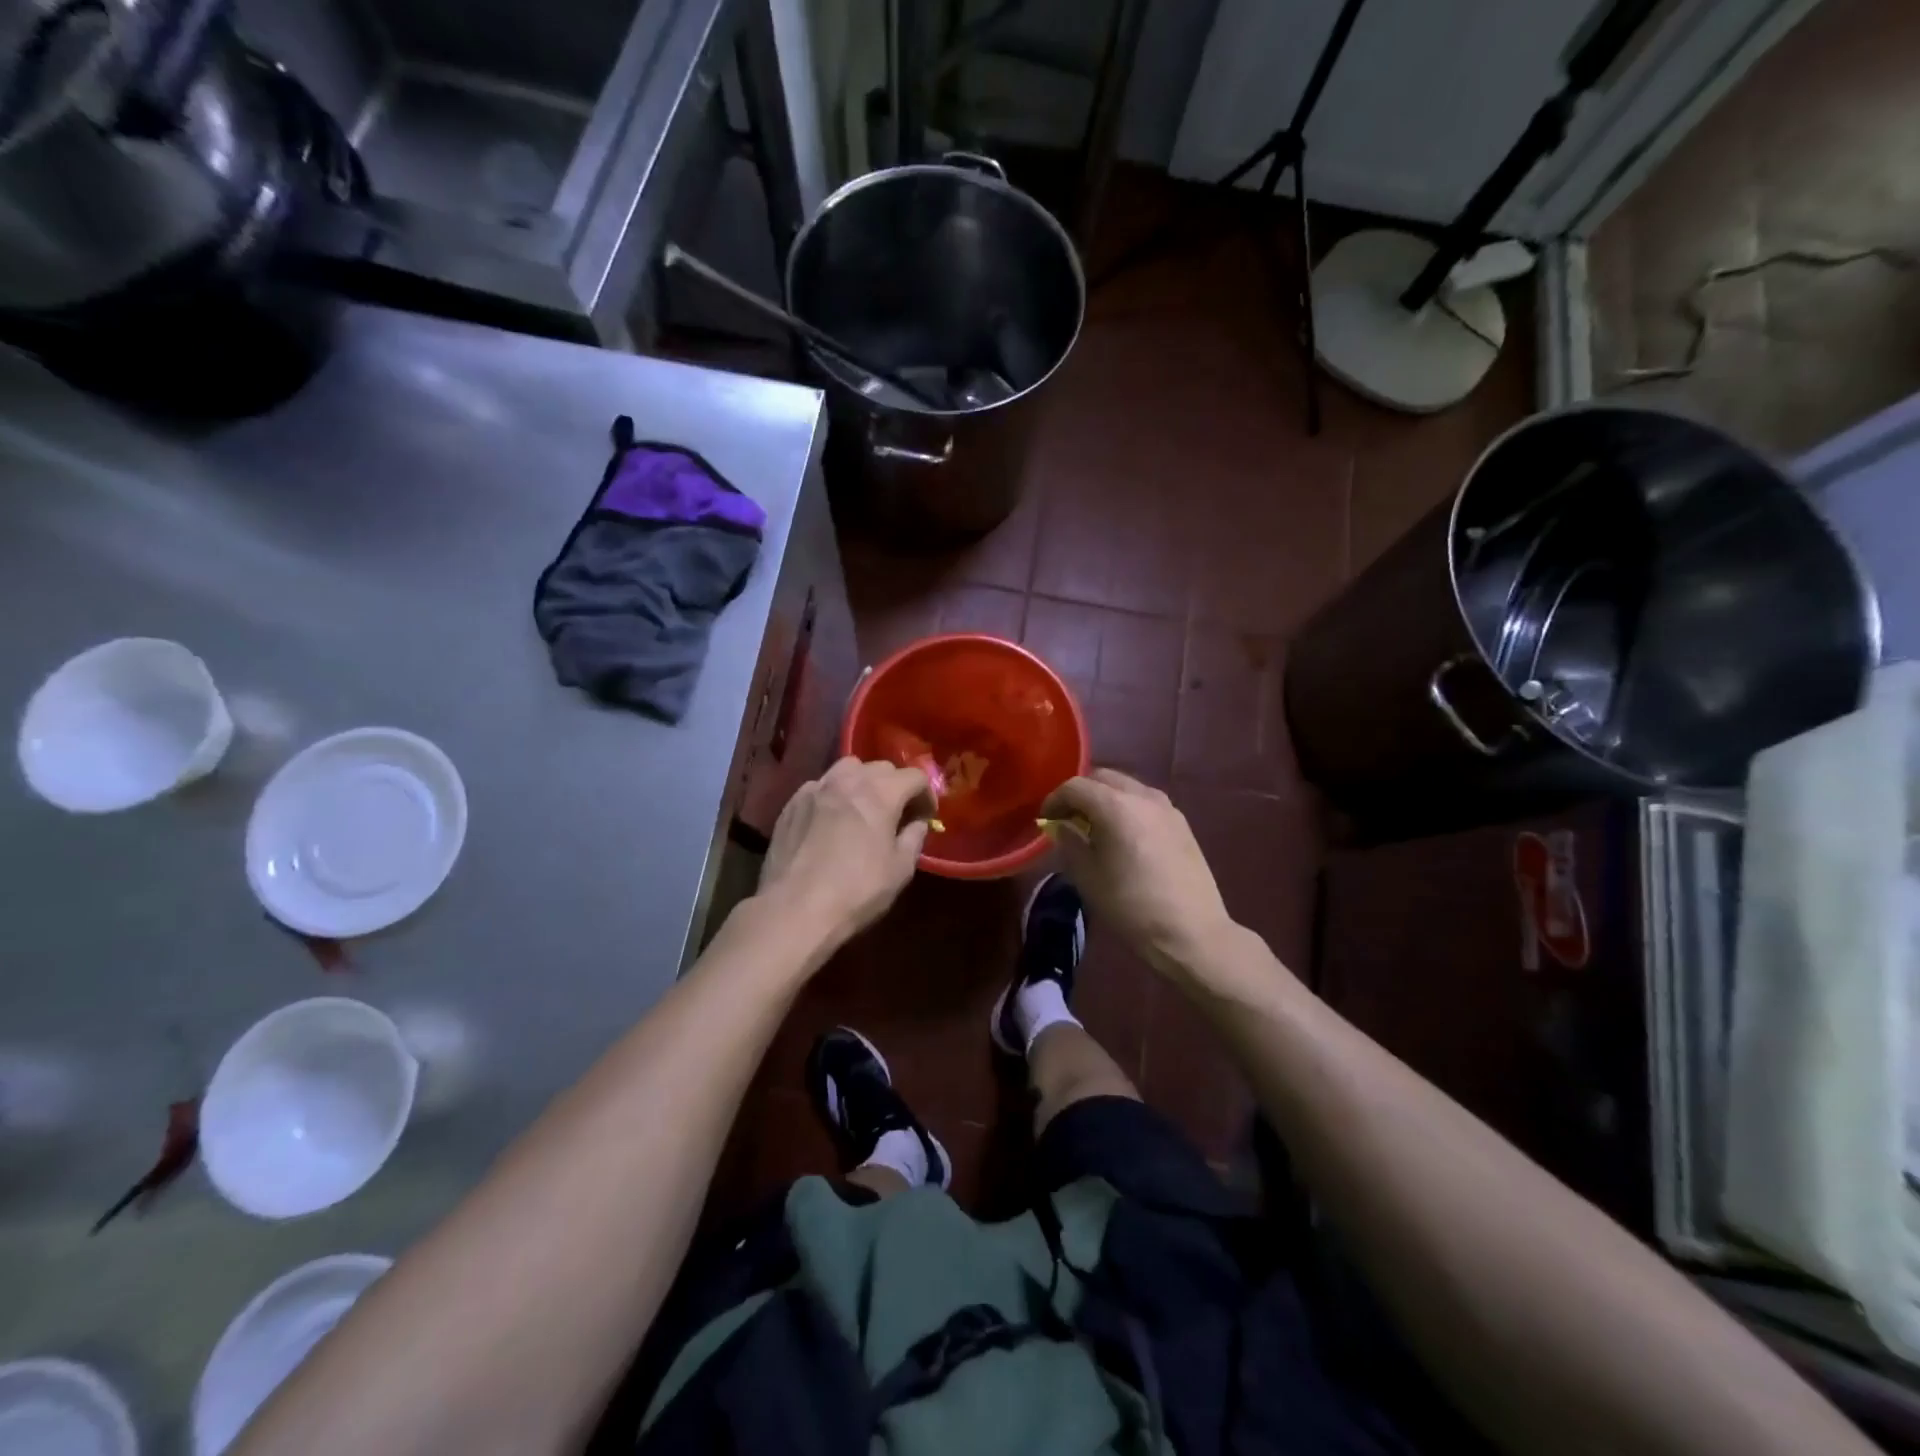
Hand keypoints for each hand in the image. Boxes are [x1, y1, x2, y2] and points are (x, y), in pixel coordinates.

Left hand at [757, 757, 933, 951]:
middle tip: (897, 813)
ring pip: (847, 769)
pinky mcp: (792, 803)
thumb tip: (917, 823)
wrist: (795, 909)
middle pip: (881, 767)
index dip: (926, 794)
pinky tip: (831, 819)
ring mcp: (815, 789)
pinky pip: (820, 786)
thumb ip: (914, 838)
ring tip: (862, 808)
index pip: (914, 776)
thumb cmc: (856, 891)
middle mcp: (848, 780)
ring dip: (862, 782)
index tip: (926, 816)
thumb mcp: (900, 870)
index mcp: (880, 793)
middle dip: (895, 785)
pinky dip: (833, 795)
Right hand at [1042, 769, 1234, 977]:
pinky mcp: (1182, 823)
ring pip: (1127, 787)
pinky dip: (1127, 808)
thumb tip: (1062, 826)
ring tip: (1096, 828)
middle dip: (1081, 794)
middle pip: (1103, 778)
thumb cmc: (1131, 906)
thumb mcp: (1088, 877)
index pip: (1075, 786)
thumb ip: (1070, 842)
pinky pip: (1146, 802)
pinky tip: (1125, 837)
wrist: (1192, 932)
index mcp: (1115, 806)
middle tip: (1069, 819)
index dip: (1055, 800)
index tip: (1046, 820)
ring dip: (1106, 799)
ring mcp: (1167, 807)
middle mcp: (1143, 796)